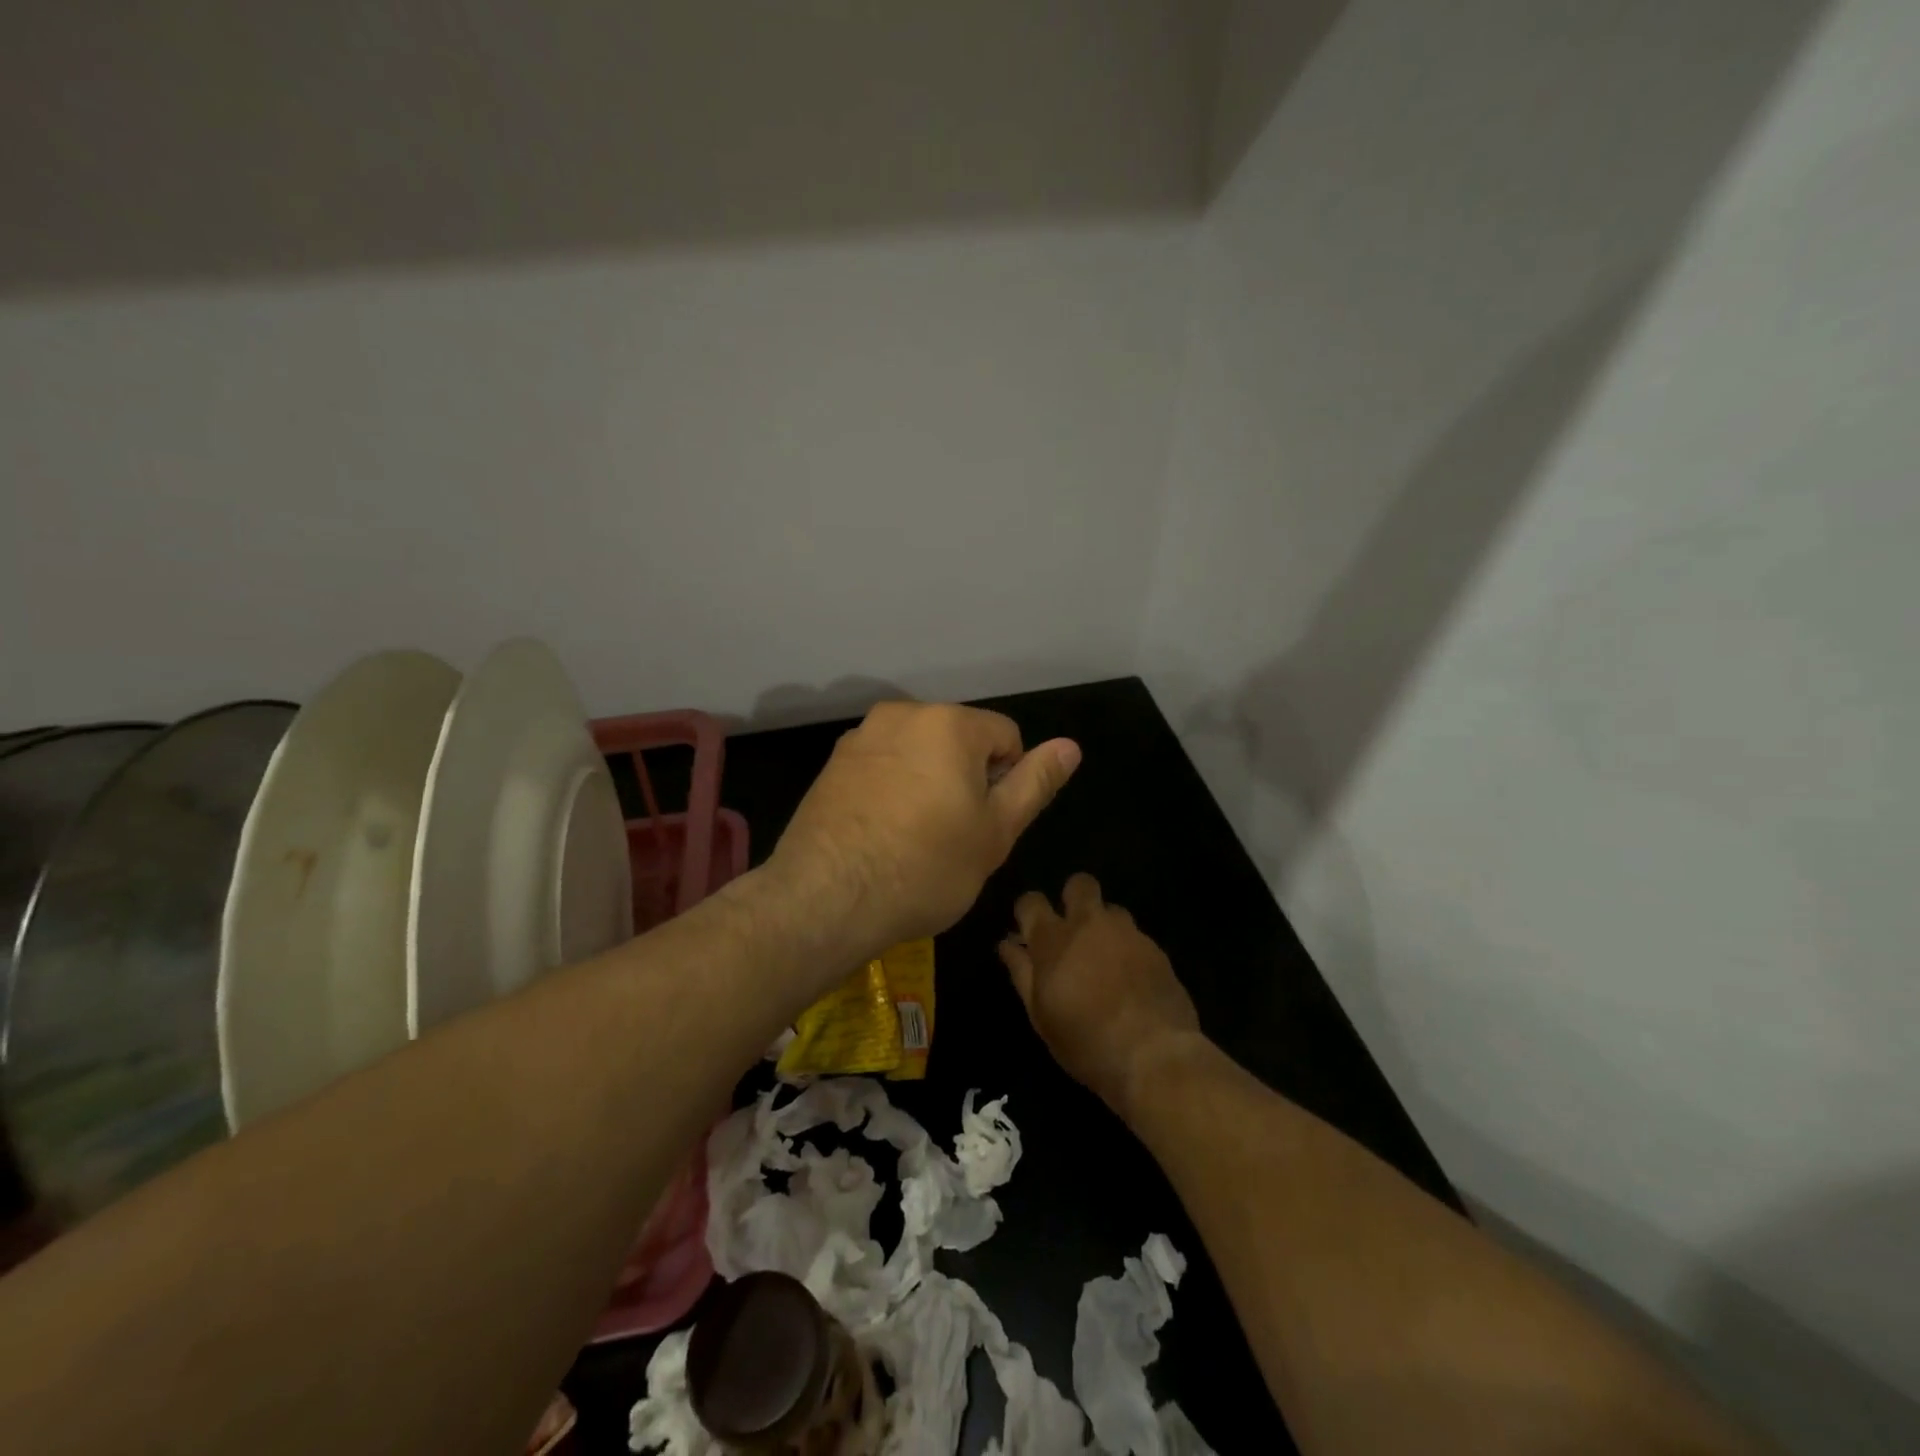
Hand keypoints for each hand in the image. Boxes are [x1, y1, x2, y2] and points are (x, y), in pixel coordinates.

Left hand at [769, 702, 1080, 964]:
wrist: (825, 899)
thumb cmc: (926, 867)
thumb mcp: (996, 832)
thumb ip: (1035, 782)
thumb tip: (1071, 746)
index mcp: (949, 723)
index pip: (1006, 736)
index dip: (1008, 781)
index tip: (986, 824)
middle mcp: (902, 715)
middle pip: (958, 740)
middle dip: (966, 779)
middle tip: (954, 836)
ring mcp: (861, 738)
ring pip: (918, 753)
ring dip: (928, 783)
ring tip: (916, 839)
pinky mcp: (832, 765)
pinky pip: (883, 767)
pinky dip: (893, 790)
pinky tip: (883, 834)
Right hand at [998, 874, 1201, 1118]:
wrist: (1154, 1056)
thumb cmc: (1085, 1042)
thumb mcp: (1041, 1015)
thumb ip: (1022, 973)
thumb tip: (1008, 945)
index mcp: (1054, 939)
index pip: (1031, 901)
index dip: (1027, 912)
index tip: (1029, 932)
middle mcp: (1090, 923)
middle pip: (1079, 884)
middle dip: (1072, 898)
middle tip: (1072, 931)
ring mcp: (1127, 932)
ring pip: (1111, 909)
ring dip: (1104, 926)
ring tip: (1105, 959)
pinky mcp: (1156, 948)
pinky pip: (1135, 936)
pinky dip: (1128, 950)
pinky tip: (1130, 980)